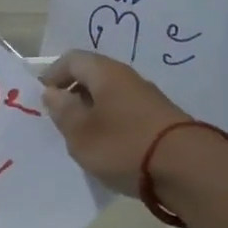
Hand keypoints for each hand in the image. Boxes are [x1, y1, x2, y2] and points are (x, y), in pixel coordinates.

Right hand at [38, 52, 192, 196]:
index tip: (41, 99)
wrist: (187, 168)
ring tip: (81, 139)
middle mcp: (128, 78)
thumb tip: (52, 93)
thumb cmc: (123, 146)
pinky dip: (110, 124)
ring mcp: (147, 99)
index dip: (52, 75)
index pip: (72, 59)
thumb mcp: (81, 133)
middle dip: (72, 95)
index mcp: (106, 73)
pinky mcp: (160, 120)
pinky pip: (125, 113)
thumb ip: (63, 111)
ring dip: (92, 112)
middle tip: (58, 121)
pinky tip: (108, 148)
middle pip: (93, 76)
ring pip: (110, 96)